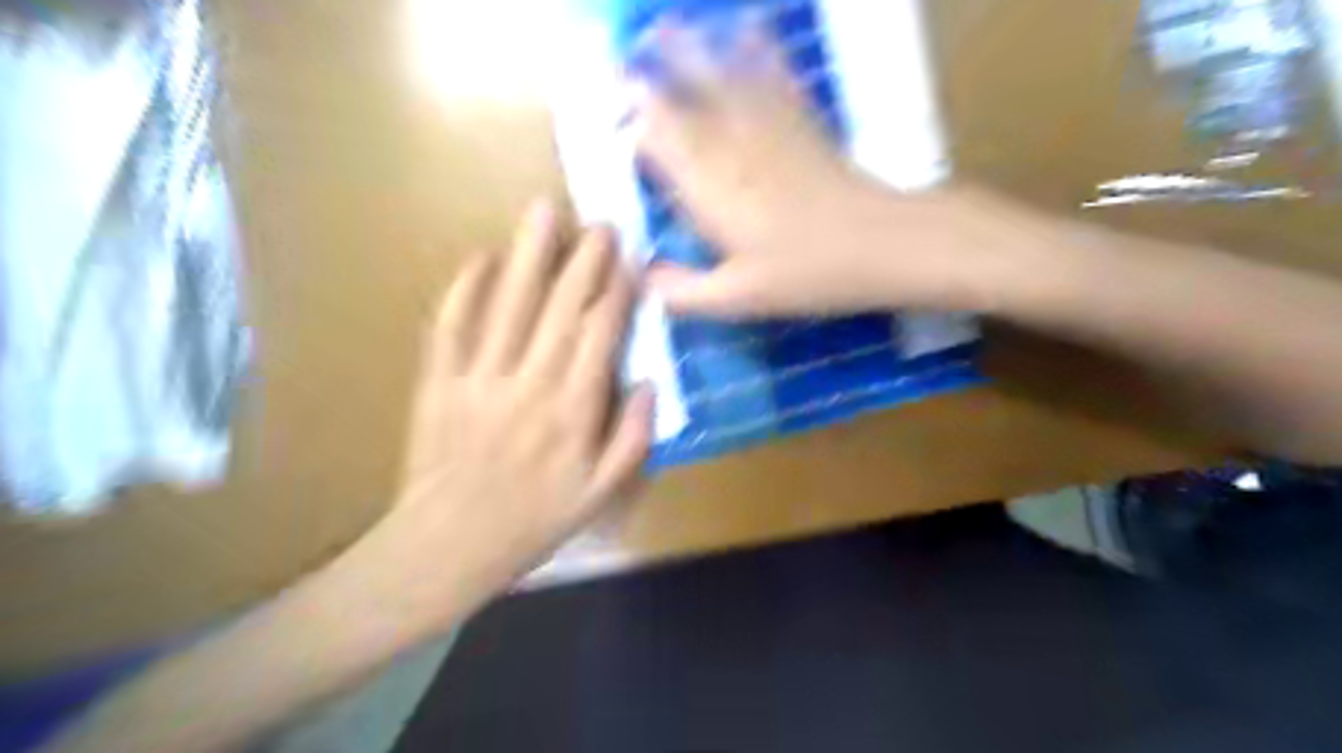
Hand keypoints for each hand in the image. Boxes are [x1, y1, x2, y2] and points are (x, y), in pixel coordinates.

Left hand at [342, 203, 652, 637]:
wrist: (449, 544)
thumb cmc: (534, 521)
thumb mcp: (601, 493)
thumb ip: (633, 438)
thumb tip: (650, 384)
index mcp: (572, 412)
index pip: (599, 337)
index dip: (616, 294)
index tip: (629, 261)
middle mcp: (529, 384)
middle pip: (560, 309)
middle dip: (583, 261)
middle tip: (599, 223)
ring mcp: (478, 379)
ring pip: (508, 305)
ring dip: (529, 255)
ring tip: (543, 211)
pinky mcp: (439, 382)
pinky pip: (451, 326)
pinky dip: (465, 288)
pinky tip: (482, 257)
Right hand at [635, 18, 1011, 316]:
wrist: (884, 243)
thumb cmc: (808, 273)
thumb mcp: (741, 298)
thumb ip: (685, 293)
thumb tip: (642, 279)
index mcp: (711, 190)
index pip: (659, 142)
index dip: (633, 124)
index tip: (613, 115)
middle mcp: (733, 148)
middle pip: (686, 100)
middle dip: (653, 74)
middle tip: (628, 55)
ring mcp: (770, 128)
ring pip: (723, 77)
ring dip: (694, 50)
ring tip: (665, 25)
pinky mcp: (803, 122)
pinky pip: (775, 74)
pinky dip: (758, 48)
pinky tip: (748, 25)